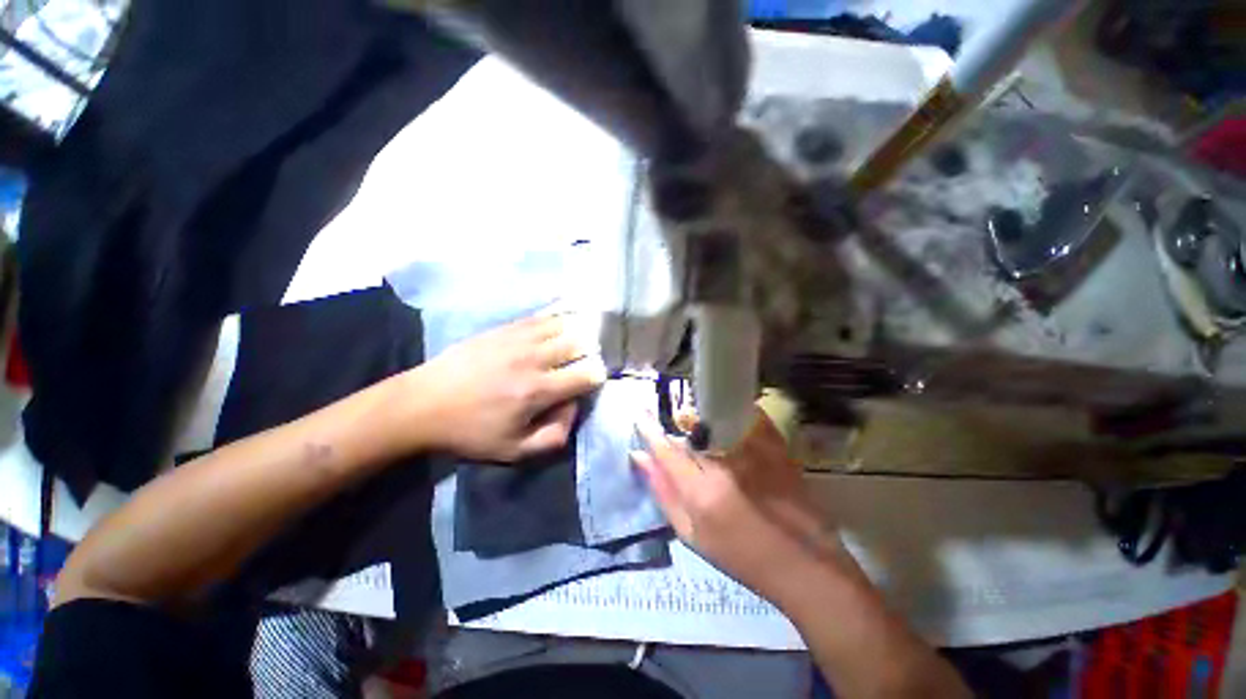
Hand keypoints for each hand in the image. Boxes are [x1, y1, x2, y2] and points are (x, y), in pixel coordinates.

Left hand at [408, 314, 605, 461]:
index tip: (592, 383)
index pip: (587, 374)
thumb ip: (554, 437)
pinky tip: (559, 322)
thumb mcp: (513, 451)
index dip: (596, 378)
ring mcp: (518, 338)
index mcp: (538, 390)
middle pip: (580, 344)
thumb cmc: (470, 431)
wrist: (422, 404)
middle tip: (583, 361)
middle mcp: (534, 358)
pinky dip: (557, 318)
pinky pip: (541, 316)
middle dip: (589, 353)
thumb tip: (574, 408)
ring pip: (564, 325)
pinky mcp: (504, 328)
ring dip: (576, 333)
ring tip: (574, 342)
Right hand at [632, 413, 858, 600]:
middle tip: (676, 426)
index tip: (640, 414)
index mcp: (701, 492)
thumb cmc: (741, 557)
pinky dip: (733, 417)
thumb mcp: (692, 534)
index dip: (649, 429)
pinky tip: (731, 428)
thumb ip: (663, 492)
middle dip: (679, 423)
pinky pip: (747, 418)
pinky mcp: (777, 447)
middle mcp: (726, 465)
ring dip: (703, 419)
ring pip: (716, 419)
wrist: (805, 565)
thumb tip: (639, 457)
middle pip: (691, 429)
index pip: (666, 450)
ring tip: (702, 429)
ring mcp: (754, 452)